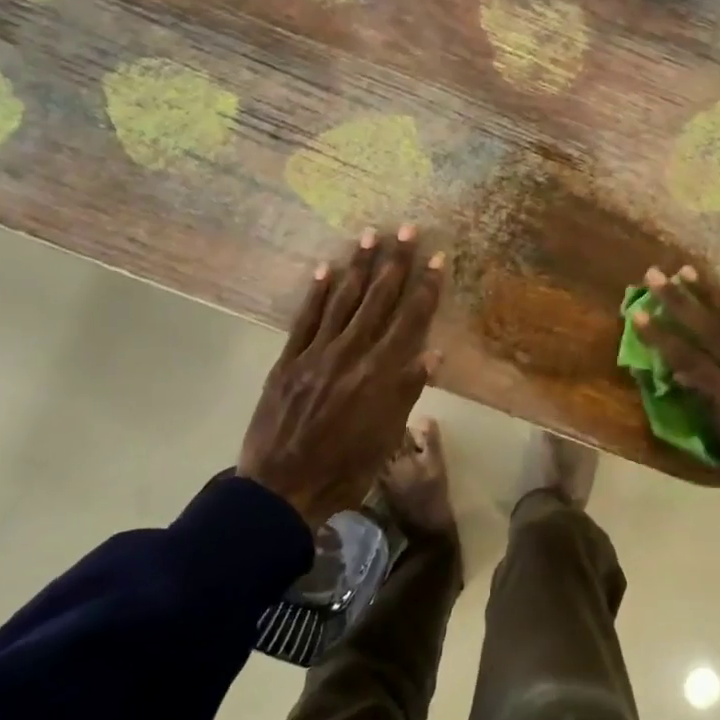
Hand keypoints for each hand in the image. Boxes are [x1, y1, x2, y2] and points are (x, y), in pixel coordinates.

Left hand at [239, 228, 444, 526]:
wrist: (281, 490)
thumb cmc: (345, 470)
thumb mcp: (386, 437)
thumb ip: (407, 391)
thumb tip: (434, 354)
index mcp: (381, 374)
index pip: (411, 321)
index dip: (427, 288)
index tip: (438, 258)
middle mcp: (351, 354)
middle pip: (379, 300)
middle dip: (396, 263)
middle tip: (407, 229)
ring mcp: (317, 354)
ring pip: (343, 301)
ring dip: (359, 267)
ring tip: (370, 235)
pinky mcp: (288, 360)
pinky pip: (305, 319)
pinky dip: (318, 293)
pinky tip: (328, 269)